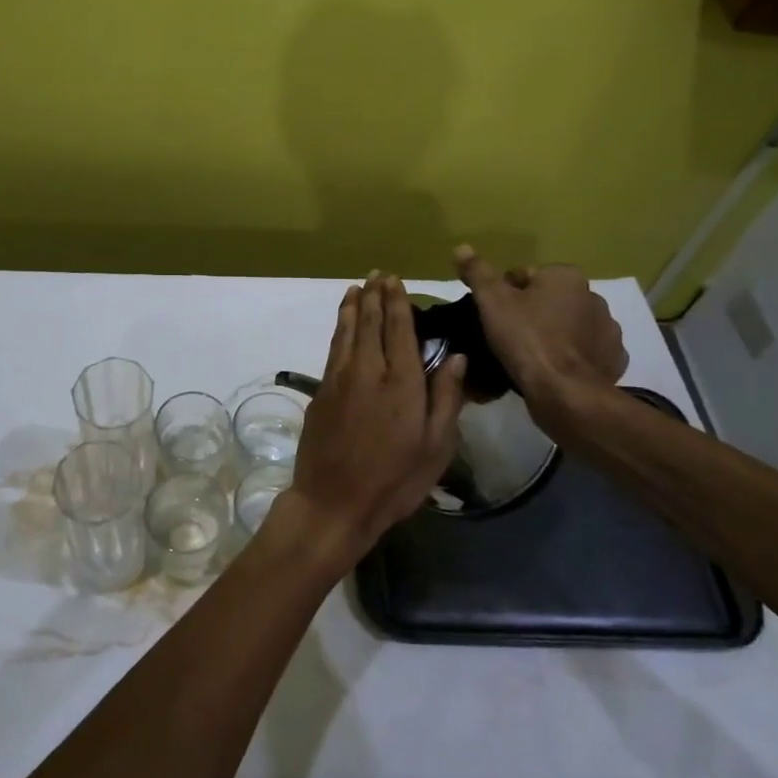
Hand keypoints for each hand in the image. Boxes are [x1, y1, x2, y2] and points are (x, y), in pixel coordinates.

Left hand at [274, 275, 467, 571]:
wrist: (334, 502)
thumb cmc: (394, 480)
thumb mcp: (436, 447)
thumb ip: (446, 398)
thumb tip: (456, 356)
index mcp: (401, 382)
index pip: (399, 330)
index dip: (397, 302)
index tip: (395, 280)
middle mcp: (367, 371)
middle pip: (371, 323)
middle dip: (375, 296)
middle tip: (377, 275)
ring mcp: (339, 379)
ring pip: (347, 332)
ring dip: (353, 307)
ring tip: (357, 288)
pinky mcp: (321, 392)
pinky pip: (333, 349)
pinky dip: (339, 329)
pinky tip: (343, 325)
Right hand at [453, 247, 626, 417]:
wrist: (565, 392)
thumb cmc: (526, 340)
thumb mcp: (492, 302)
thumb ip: (477, 272)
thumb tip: (462, 247)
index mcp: (565, 276)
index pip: (525, 276)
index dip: (504, 295)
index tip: (495, 318)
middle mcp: (593, 296)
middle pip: (549, 299)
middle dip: (532, 312)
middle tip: (509, 337)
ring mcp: (608, 329)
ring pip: (569, 324)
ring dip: (554, 333)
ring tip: (531, 355)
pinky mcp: (613, 358)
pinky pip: (587, 350)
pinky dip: (573, 355)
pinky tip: (555, 368)